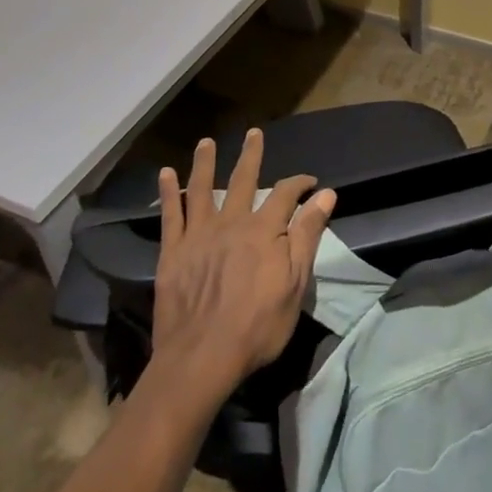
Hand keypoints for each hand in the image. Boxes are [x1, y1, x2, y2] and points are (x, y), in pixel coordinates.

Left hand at [152, 129, 335, 397]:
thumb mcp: (295, 283)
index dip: (299, 184)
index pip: (285, 194)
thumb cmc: (257, 326)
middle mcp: (231, 222)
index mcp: (263, 230)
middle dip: (251, 156)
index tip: (310, 182)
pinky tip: (165, 173)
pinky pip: (170, 214)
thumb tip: (326, 194)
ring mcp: (198, 235)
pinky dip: (167, 192)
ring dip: (205, 163)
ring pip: (202, 189)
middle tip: (253, 133)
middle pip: (242, 180)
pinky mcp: (173, 252)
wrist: (201, 358)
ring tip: (206, 142)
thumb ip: (307, 235)